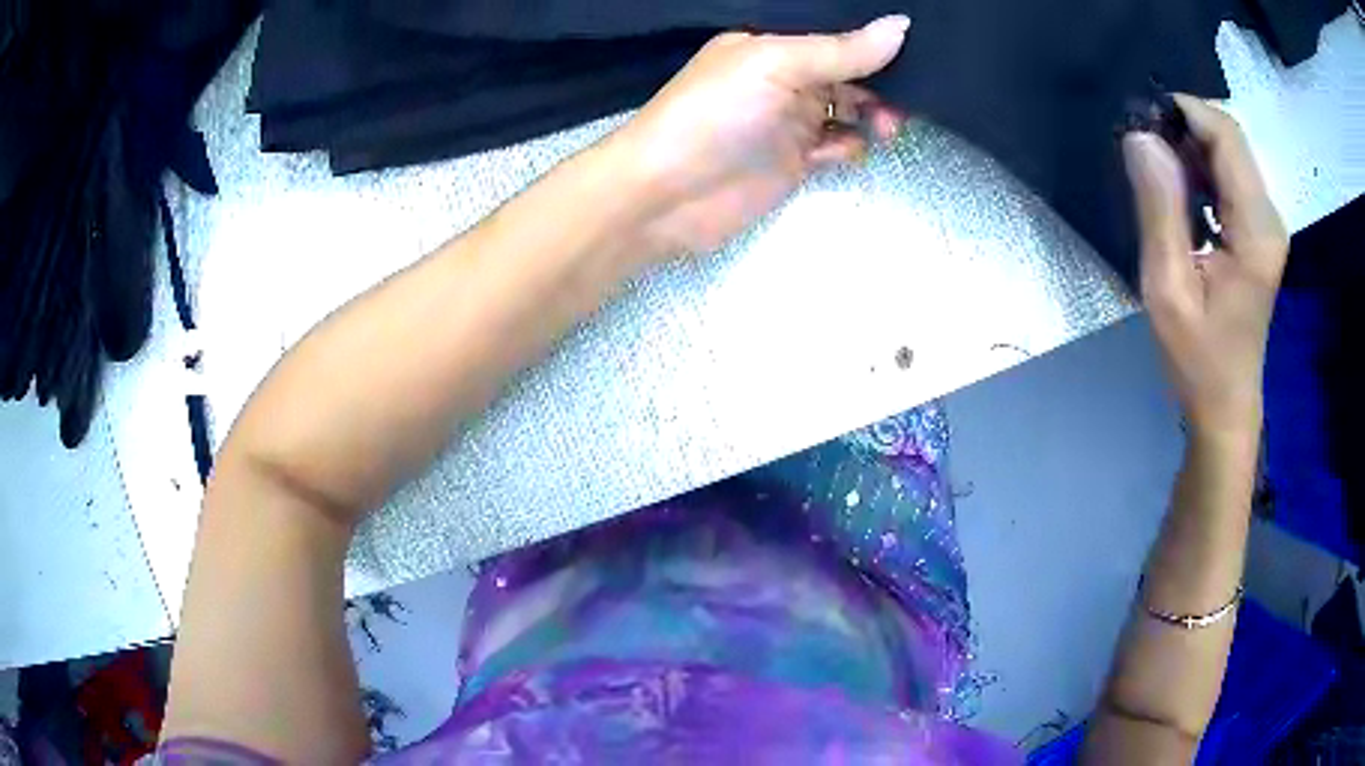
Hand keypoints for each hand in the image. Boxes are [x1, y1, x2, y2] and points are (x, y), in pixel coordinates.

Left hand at [610, 16, 909, 258]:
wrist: (665, 195)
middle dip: (881, 83)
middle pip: (849, 73)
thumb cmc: (713, 114)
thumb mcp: (775, 66)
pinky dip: (852, 147)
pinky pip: (839, 147)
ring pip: (850, 110)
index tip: (915, 54)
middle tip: (904, 102)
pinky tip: (849, 151)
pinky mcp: (795, 162)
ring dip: (874, 115)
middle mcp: (783, 78)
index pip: (834, 36)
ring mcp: (789, 121)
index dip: (872, 43)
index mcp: (770, 45)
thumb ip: (839, 50)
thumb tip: (901, 26)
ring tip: (887, 127)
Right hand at [1123, 95, 1287, 440]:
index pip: (1227, 136)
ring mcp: (1267, 225)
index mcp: (1255, 230)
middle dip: (1185, 127)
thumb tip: (1140, 137)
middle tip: (1143, 148)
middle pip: (1230, 138)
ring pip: (1229, 153)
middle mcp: (1269, 217)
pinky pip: (1230, 177)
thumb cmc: (1197, 359)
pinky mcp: (1260, 232)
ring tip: (1156, 172)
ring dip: (1190, 148)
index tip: (1141, 119)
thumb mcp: (1168, 289)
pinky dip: (1201, 169)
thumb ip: (1159, 209)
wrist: (1225, 405)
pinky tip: (1180, 193)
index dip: (1185, 111)